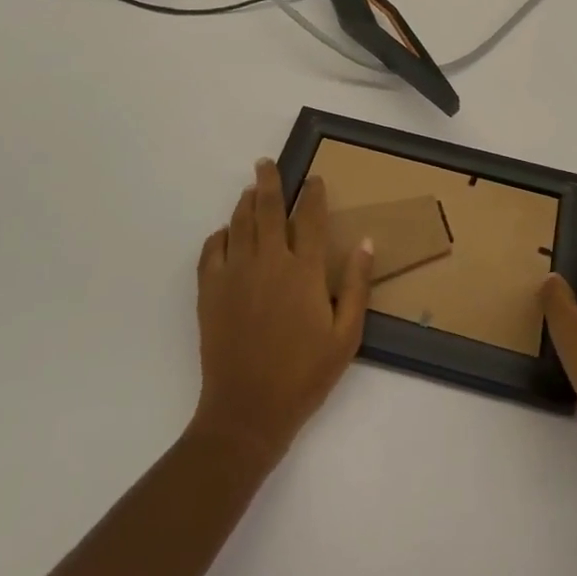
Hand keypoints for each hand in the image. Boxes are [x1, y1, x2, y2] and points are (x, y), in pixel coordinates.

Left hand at [190, 160, 374, 466]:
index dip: (313, 194)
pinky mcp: (210, 290)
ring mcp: (235, 273)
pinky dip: (219, 235)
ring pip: (239, 223)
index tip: (315, 179)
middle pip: (267, 208)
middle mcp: (268, 261)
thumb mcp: (346, 336)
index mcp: (304, 270)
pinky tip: (225, 233)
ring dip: (245, 202)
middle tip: (266, 163)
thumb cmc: (304, 375)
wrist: (247, 411)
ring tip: (250, 190)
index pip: (311, 218)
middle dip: (269, 181)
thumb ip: (357, 285)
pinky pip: (211, 250)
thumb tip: (366, 242)